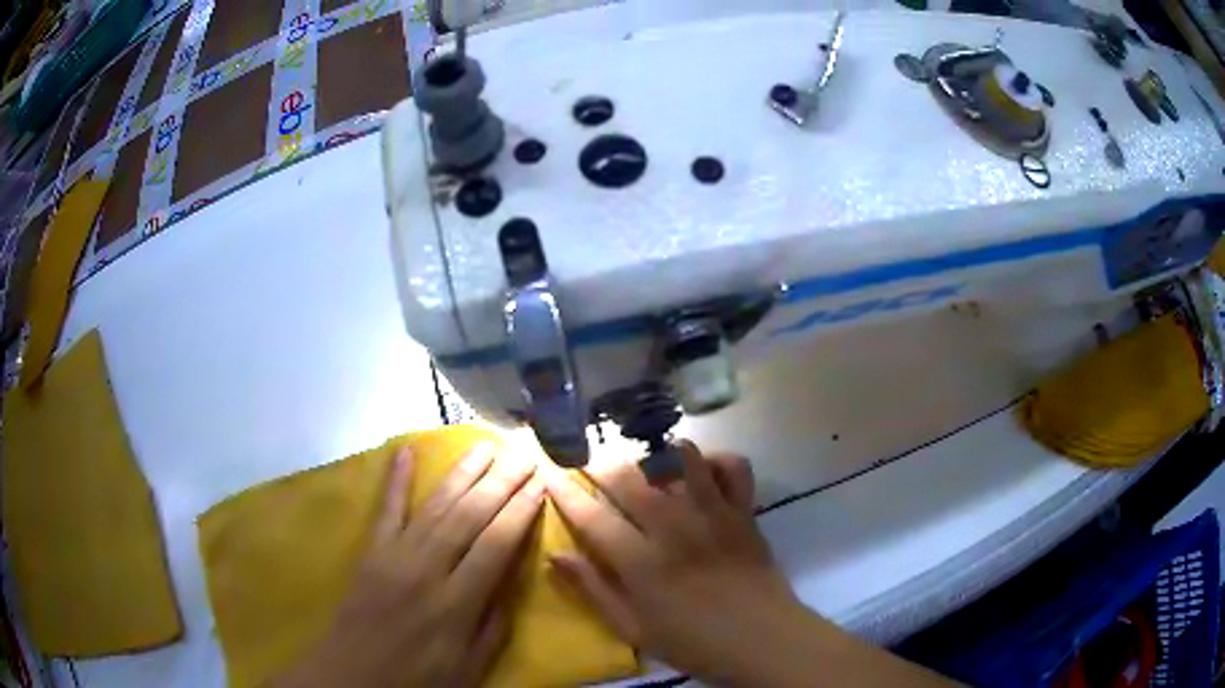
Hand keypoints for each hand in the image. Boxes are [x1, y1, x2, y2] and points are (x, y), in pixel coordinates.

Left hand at [275, 443, 543, 687]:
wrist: (352, 677)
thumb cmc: (418, 678)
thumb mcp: (470, 666)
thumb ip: (494, 623)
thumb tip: (513, 577)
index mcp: (456, 603)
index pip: (495, 545)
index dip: (520, 512)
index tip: (540, 483)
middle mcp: (426, 570)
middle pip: (469, 516)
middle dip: (500, 482)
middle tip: (523, 452)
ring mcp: (394, 555)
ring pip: (434, 506)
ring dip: (462, 473)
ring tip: (485, 445)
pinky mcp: (370, 552)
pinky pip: (386, 510)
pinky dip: (395, 479)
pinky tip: (406, 451)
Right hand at [545, 442, 801, 684]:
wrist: (763, 640)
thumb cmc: (693, 642)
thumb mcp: (633, 629)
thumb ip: (594, 589)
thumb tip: (555, 555)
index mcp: (642, 562)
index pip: (592, 516)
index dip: (565, 491)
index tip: (549, 474)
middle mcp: (674, 527)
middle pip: (629, 477)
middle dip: (601, 465)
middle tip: (590, 465)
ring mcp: (713, 513)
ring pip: (679, 459)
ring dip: (655, 454)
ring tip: (643, 464)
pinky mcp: (744, 510)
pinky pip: (733, 465)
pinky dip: (715, 459)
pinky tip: (701, 471)